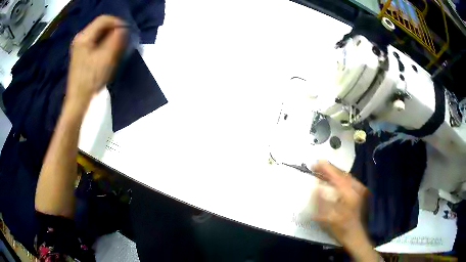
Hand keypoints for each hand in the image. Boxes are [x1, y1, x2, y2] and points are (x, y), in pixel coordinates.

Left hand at [67, 15, 127, 105]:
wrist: (78, 100)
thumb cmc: (91, 79)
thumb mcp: (106, 58)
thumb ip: (116, 39)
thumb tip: (124, 29)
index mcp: (84, 37)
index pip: (104, 19)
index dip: (118, 22)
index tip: (128, 31)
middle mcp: (80, 38)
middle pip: (101, 25)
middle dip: (114, 29)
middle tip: (124, 39)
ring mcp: (80, 46)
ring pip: (99, 33)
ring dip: (110, 36)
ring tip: (118, 45)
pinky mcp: (81, 53)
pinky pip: (95, 41)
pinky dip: (104, 42)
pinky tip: (109, 51)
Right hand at [312, 161, 379, 261]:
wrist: (355, 235)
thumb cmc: (340, 228)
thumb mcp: (327, 218)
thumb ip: (321, 201)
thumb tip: (316, 186)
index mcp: (348, 193)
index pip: (336, 175)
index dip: (326, 168)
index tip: (316, 162)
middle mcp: (355, 188)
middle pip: (341, 173)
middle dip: (329, 169)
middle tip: (317, 166)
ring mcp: (359, 189)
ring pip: (345, 176)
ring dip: (334, 173)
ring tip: (323, 172)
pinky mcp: (359, 192)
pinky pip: (348, 180)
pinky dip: (340, 178)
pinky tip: (334, 180)